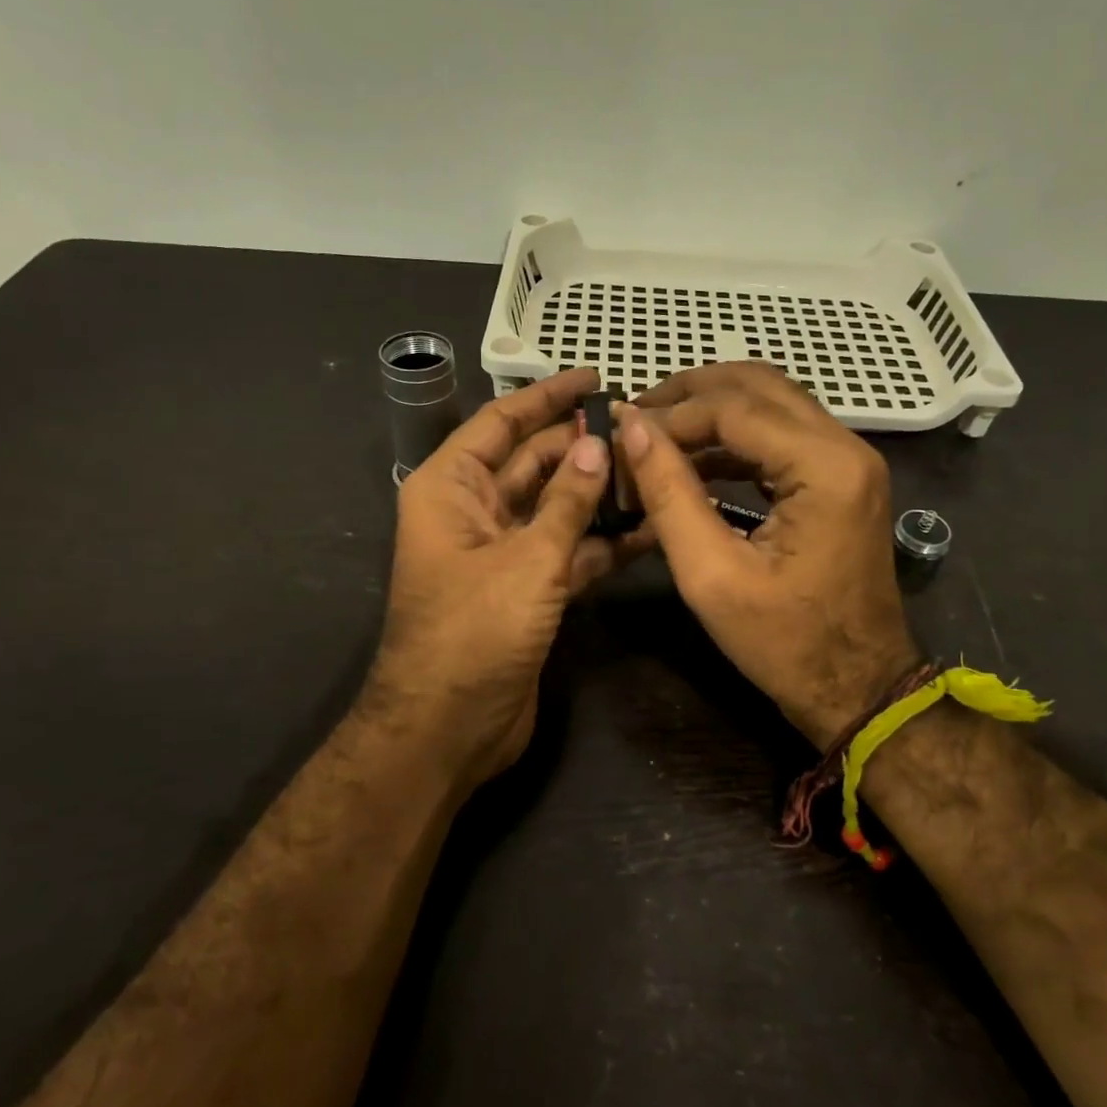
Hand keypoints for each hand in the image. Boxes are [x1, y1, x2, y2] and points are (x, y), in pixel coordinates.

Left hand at [364, 367, 625, 786]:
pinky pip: (570, 551)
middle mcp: (475, 511)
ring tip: (657, 470)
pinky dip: (604, 542)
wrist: (449, 729)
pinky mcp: (529, 589)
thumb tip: (597, 445)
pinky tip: (651, 527)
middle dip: (584, 446)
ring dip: (601, 493)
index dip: (546, 397)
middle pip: (535, 462)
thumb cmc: (474, 631)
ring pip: (558, 507)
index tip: (594, 377)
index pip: (501, 423)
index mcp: (452, 487)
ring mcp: (503, 552)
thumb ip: (567, 501)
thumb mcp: (526, 559)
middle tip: (644, 428)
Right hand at [620, 363, 918, 747]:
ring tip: (655, 433)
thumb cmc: (785, 644)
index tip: (620, 431)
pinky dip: (735, 436)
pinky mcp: (842, 478)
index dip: (671, 415)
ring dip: (712, 409)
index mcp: (825, 468)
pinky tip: (693, 459)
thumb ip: (670, 495)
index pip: (734, 408)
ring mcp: (850, 460)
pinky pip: (783, 434)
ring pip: (772, 401)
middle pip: (759, 385)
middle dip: (691, 393)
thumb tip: (633, 430)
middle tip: (635, 415)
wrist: (858, 687)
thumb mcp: (712, 576)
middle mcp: (846, 447)